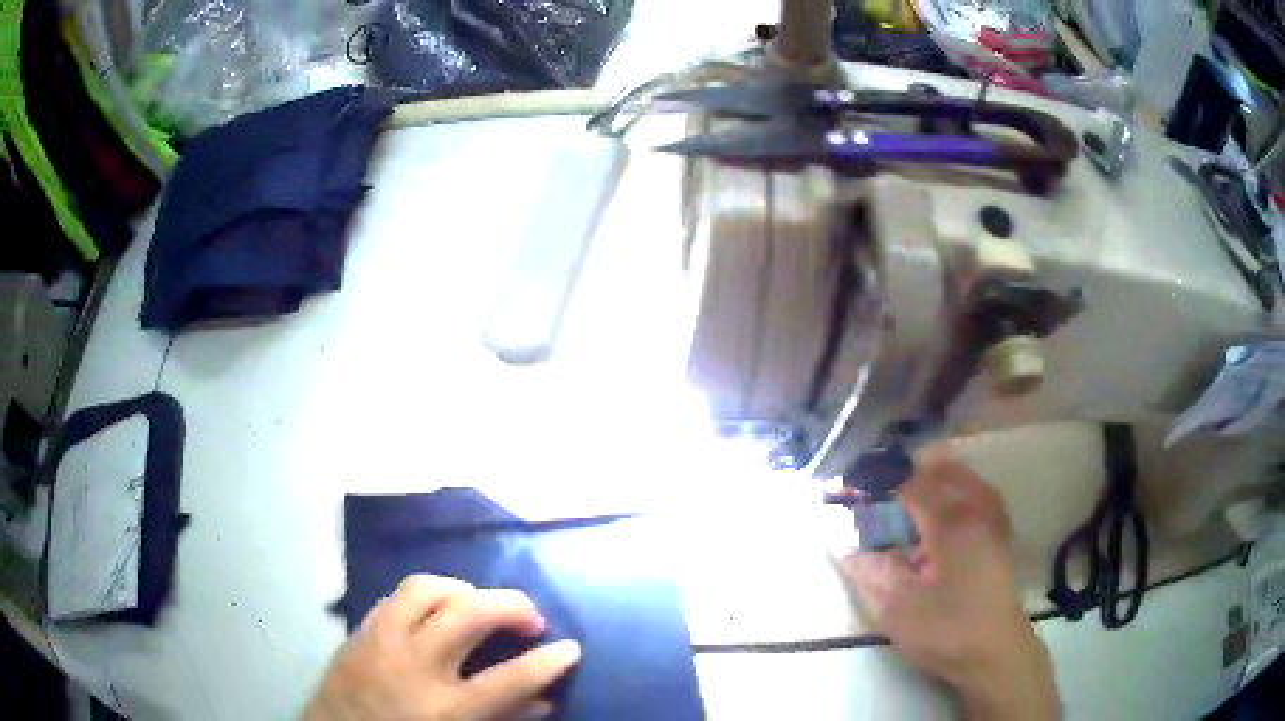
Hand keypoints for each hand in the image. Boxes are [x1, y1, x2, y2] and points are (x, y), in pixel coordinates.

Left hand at [305, 575, 580, 720]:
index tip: (572, 648)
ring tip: (480, 606)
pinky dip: (426, 597)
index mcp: (444, 709)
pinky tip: (436, 612)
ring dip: (465, 590)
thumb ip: (502, 720)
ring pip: (427, 588)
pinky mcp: (360, 630)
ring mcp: (381, 641)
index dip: (548, 661)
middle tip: (529, 619)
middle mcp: (414, 666)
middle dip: (511, 606)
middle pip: (470, 613)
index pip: (510, 679)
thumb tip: (544, 700)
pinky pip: (396, 596)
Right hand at [836, 451, 1059, 720]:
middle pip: (942, 470)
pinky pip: (977, 493)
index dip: (880, 481)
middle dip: (909, 472)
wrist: (994, 653)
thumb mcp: (898, 609)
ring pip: (964, 477)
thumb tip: (844, 543)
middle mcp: (976, 510)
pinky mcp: (999, 535)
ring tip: (907, 489)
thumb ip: (870, 571)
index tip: (853, 485)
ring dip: (935, 476)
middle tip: (879, 485)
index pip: (911, 485)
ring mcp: (993, 520)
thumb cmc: (946, 631)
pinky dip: (956, 488)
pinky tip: (943, 506)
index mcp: (950, 523)